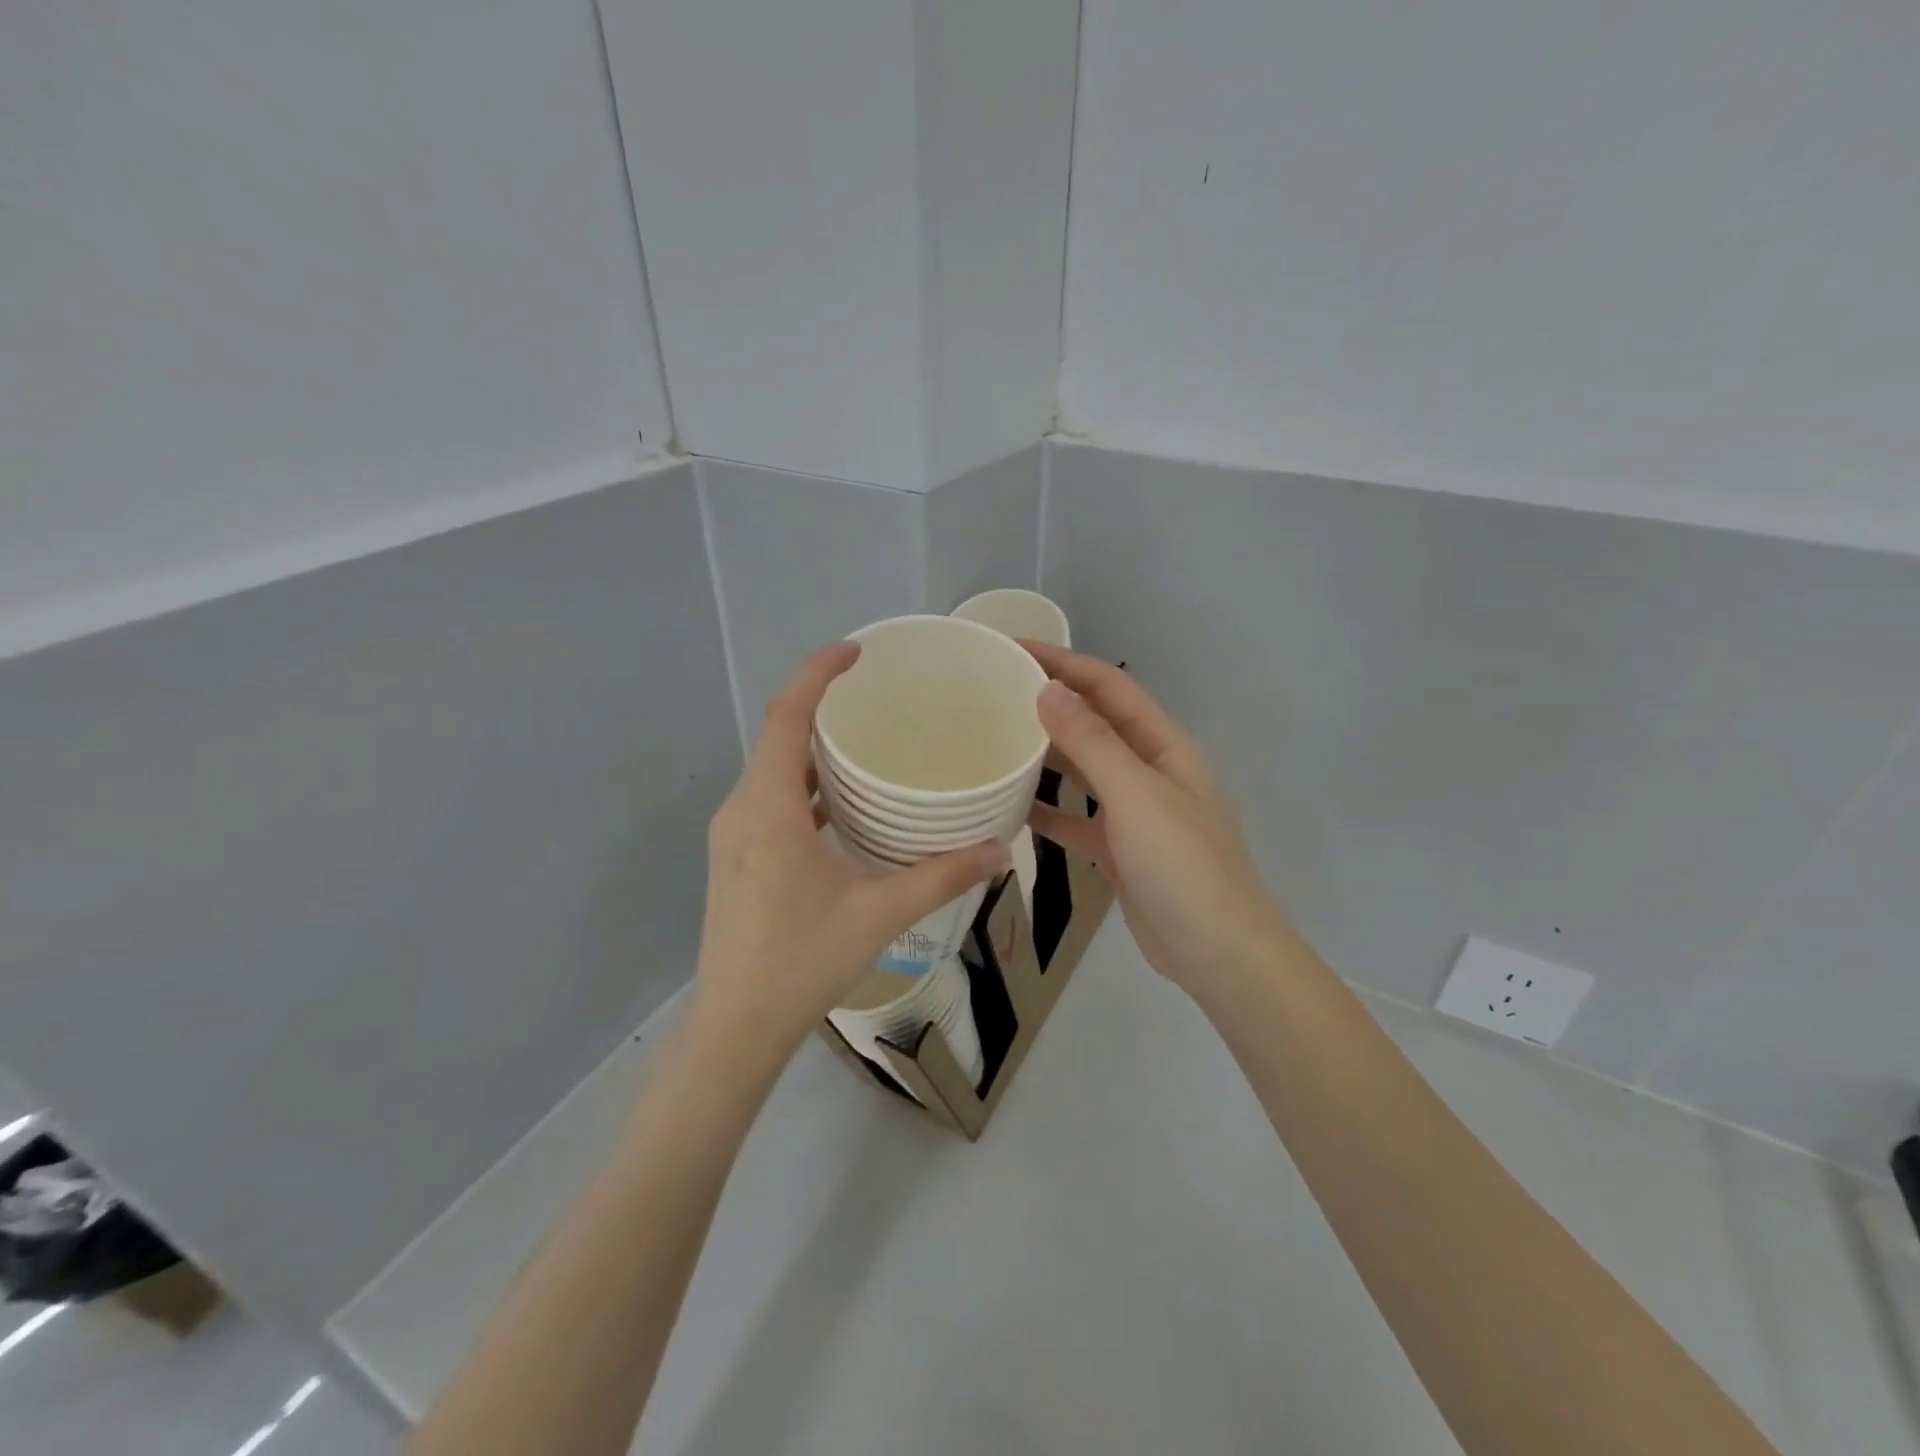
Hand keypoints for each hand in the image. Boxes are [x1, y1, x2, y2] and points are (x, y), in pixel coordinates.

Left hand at [692, 643, 1008, 1064]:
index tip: (856, 650)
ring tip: (863, 742)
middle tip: (873, 694)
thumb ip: (941, 875)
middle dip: (819, 705)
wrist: (736, 1028)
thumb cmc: (802, 962)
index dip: (817, 673)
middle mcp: (741, 809)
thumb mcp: (879, 913)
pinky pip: (770, 800)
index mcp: (768, 807)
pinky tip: (841, 804)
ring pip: (772, 770)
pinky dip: (803, 786)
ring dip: (811, 749)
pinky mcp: (735, 858)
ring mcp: (732, 835)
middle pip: (776, 736)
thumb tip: (999, 849)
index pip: (786, 716)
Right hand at [1023, 643, 1292, 1005]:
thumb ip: (1092, 743)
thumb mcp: (1136, 797)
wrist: (1217, 953)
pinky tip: (1011, 805)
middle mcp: (1149, 770)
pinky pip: (1077, 818)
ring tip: (997, 738)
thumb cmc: (1182, 866)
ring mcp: (1134, 812)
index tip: (1013, 649)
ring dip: (1047, 752)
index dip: (1064, 662)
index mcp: (1163, 746)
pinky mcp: (1119, 849)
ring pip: (1084, 769)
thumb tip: (1048, 690)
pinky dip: (1048, 809)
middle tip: (995, 691)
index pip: (1109, 687)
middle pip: (1096, 722)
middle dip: (1051, 701)